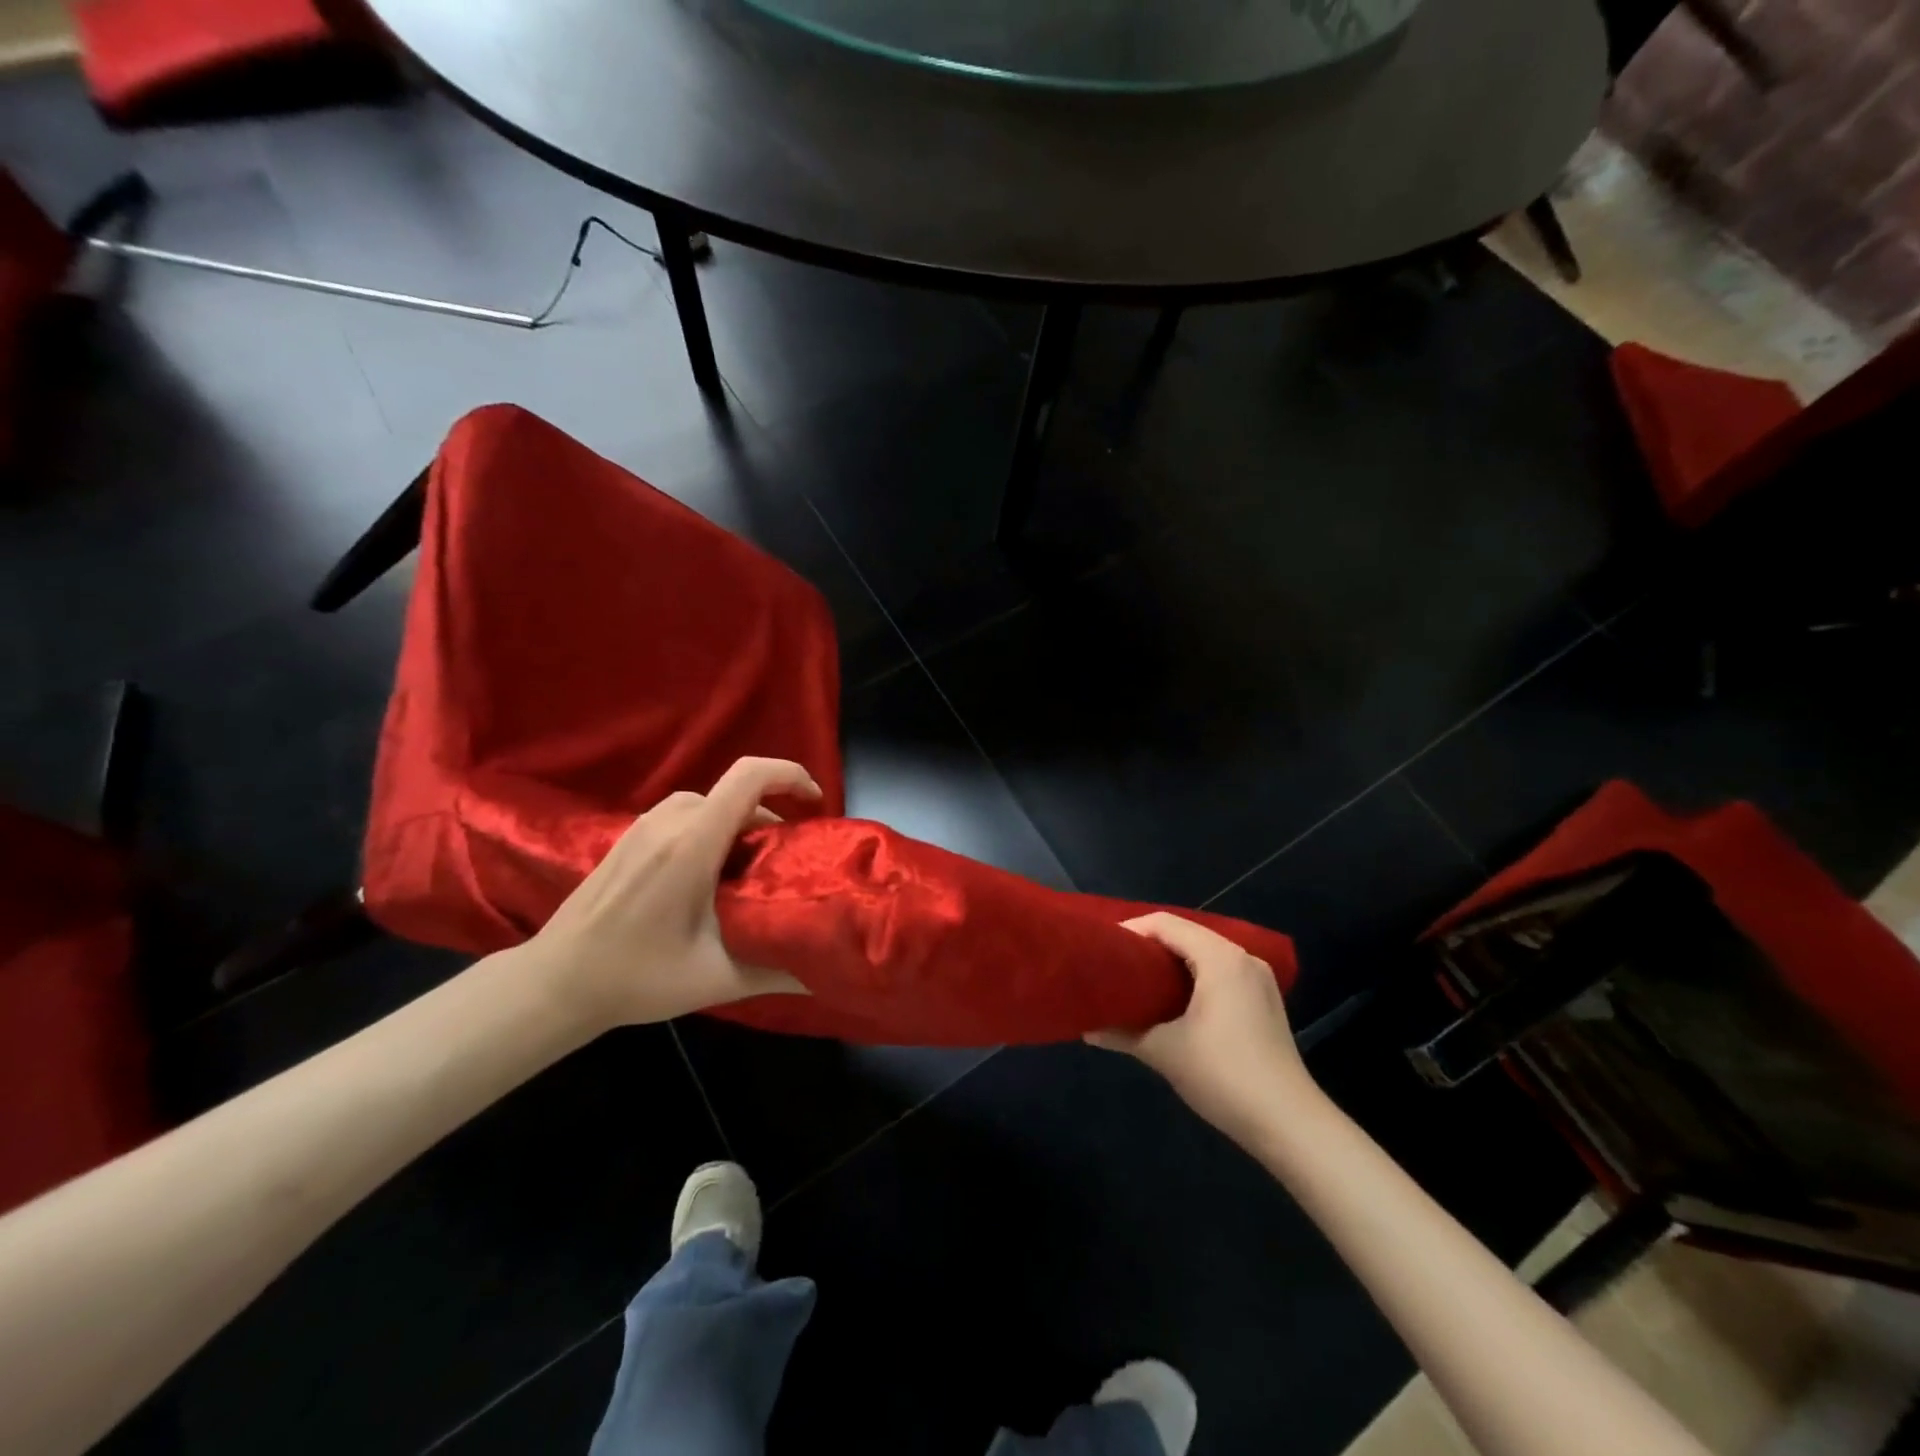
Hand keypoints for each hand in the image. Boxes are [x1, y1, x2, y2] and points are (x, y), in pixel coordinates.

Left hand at [517, 757, 820, 1030]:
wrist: (555, 983)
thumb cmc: (637, 976)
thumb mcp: (717, 979)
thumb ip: (779, 969)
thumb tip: (830, 968)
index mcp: (693, 842)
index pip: (750, 776)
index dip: (791, 776)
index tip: (815, 805)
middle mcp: (669, 820)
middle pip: (736, 793)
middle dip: (772, 818)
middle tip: (788, 863)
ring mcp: (644, 825)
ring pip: (711, 804)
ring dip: (742, 825)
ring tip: (753, 871)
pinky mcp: (630, 837)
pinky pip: (687, 815)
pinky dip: (714, 830)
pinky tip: (711, 877)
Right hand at [1087, 912, 1319, 1144]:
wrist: (1290, 1124)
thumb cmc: (1224, 1076)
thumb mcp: (1164, 1052)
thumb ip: (1122, 1033)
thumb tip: (1086, 1028)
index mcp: (1220, 958)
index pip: (1166, 924)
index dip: (1131, 930)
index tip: (1103, 948)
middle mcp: (1242, 958)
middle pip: (1187, 934)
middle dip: (1149, 945)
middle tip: (1116, 964)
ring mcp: (1259, 980)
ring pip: (1205, 953)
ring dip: (1172, 962)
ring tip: (1138, 981)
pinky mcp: (1265, 1001)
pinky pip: (1221, 972)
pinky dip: (1194, 976)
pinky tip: (1174, 1000)